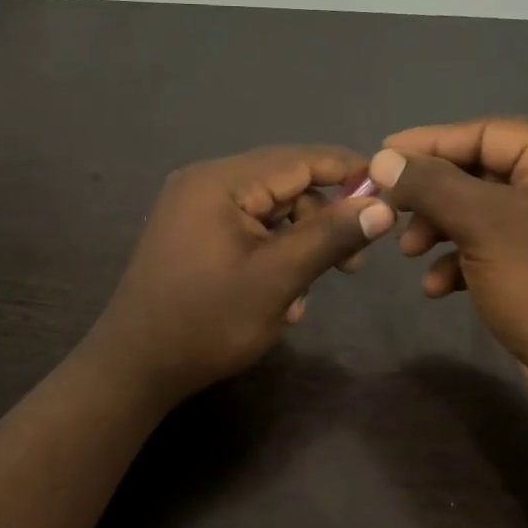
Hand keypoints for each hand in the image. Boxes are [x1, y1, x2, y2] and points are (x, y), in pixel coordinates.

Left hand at [84, 146, 396, 406]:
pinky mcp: (191, 234)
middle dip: (323, 219)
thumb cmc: (207, 321)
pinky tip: (280, 297)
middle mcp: (204, 182)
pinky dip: (271, 255)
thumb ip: (330, 236)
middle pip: (284, 184)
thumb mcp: (278, 279)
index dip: (349, 172)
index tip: (391, 193)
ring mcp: (193, 209)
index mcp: (220, 181)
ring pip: (268, 211)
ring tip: (307, 293)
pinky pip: (246, 230)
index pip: (299, 159)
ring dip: (298, 244)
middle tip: (354, 264)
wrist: (135, 367)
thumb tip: (382, 205)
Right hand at [369, 117, 527, 428]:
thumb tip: (382, 158)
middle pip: (482, 172)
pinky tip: (437, 288)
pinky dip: (462, 262)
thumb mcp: (482, 225)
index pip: (486, 132)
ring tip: (408, 253)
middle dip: (432, 196)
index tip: (379, 156)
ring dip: (441, 230)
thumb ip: (430, 184)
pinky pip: (495, 248)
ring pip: (482, 213)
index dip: (429, 142)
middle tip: (391, 212)